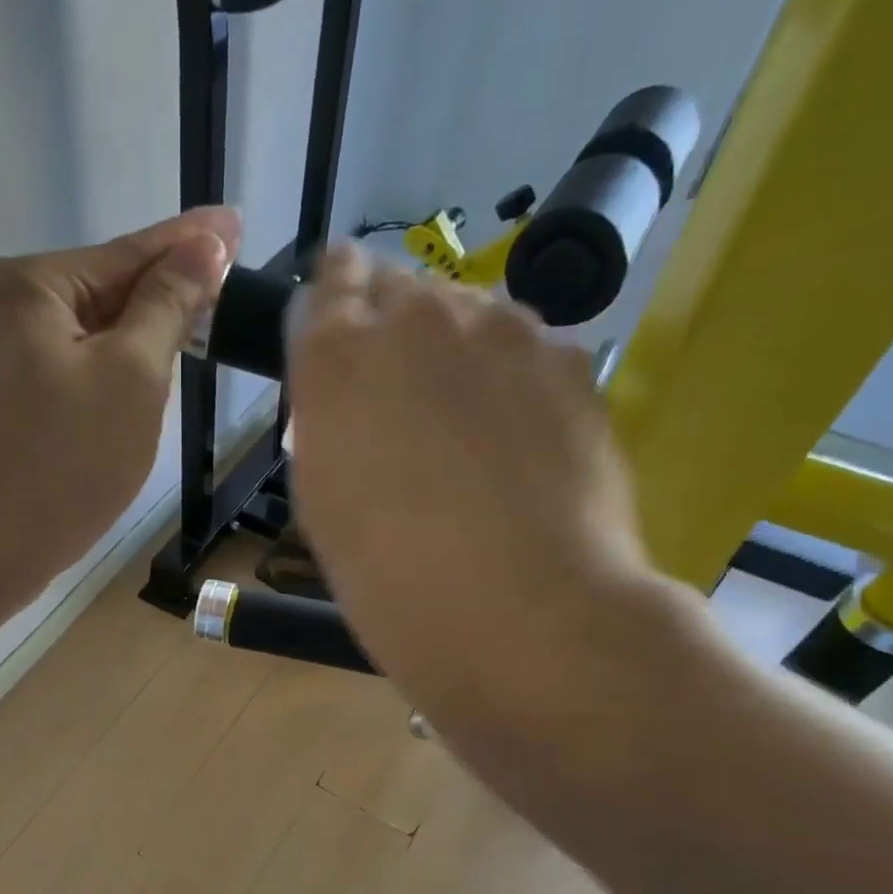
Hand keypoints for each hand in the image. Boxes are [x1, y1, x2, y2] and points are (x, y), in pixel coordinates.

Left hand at [0, 207, 240, 593]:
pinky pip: (64, 373)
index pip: (129, 254)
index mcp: (29, 285)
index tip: (235, 224)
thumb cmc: (66, 462)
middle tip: (222, 294)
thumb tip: (203, 246)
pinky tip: (131, 389)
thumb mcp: (132, 376)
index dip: (190, 244)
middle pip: (103, 293)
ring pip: (85, 338)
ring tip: (189, 337)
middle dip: (161, 299)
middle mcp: (0, 307)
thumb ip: (167, 305)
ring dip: (134, 343)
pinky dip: (103, 376)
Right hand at [288, 243, 674, 732]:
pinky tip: (521, 445)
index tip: (342, 329)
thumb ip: (330, 426)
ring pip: (470, 314)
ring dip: (457, 352)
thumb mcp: (323, 504)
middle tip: (402, 400)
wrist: (520, 611)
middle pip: (401, 289)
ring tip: (468, 429)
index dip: (336, 302)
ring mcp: (504, 331)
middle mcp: (417, 317)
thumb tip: (355, 402)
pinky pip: (528, 351)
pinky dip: (515, 381)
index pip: (329, 281)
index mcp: (336, 355)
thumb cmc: (391, 580)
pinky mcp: (570, 360)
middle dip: (394, 329)